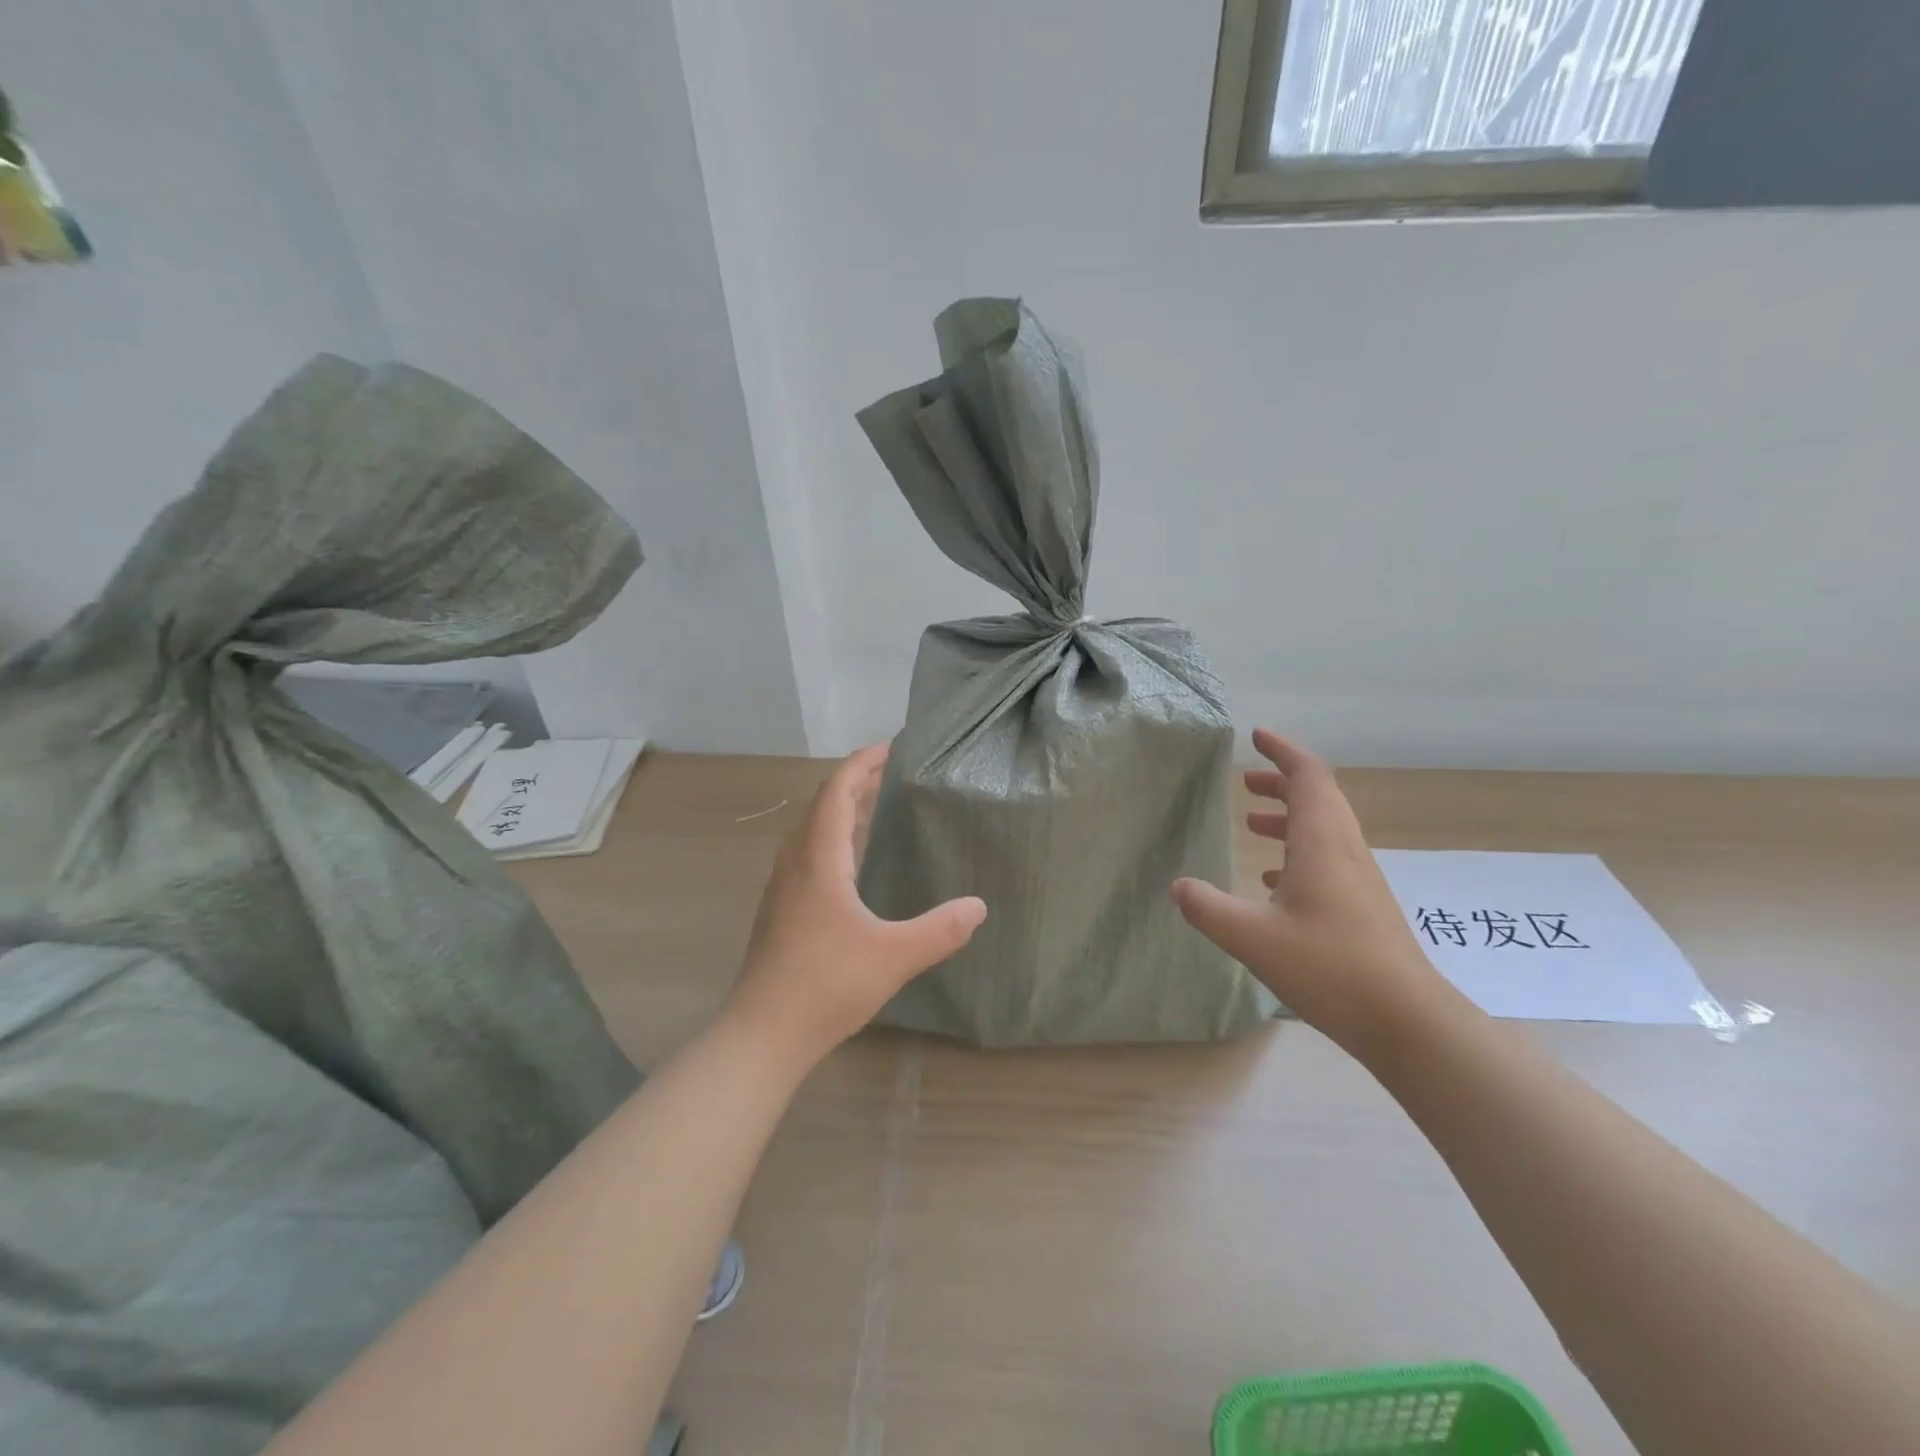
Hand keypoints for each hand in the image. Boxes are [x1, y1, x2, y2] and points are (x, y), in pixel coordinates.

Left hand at [723, 742, 986, 1066]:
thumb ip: (940, 929)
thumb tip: (979, 906)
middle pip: (823, 806)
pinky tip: (853, 863)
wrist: (762, 1034)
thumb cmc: (826, 985)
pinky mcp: (782, 910)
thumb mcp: (894, 956)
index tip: (891, 746)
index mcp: (819, 859)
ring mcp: (784, 888)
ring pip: (813, 832)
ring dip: (842, 811)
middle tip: (893, 774)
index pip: (837, 792)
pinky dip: (834, 840)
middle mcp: (796, 863)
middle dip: (856, 782)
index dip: (862, 763)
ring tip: (877, 808)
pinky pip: (809, 855)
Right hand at [1171, 728, 1448, 1049]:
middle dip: (1282, 781)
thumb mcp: (1252, 938)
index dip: (1283, 751)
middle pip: (1319, 797)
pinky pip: (1329, 858)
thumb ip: (1208, 908)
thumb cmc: (1329, 968)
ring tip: (1254, 823)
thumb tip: (1178, 886)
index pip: (1308, 777)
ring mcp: (1359, 879)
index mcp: (1322, 843)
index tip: (1256, 736)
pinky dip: (1299, 851)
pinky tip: (1274, 881)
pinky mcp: (1364, 905)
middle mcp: (1345, 851)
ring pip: (1325, 828)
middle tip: (1246, 781)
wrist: (1407, 1021)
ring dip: (1290, 816)